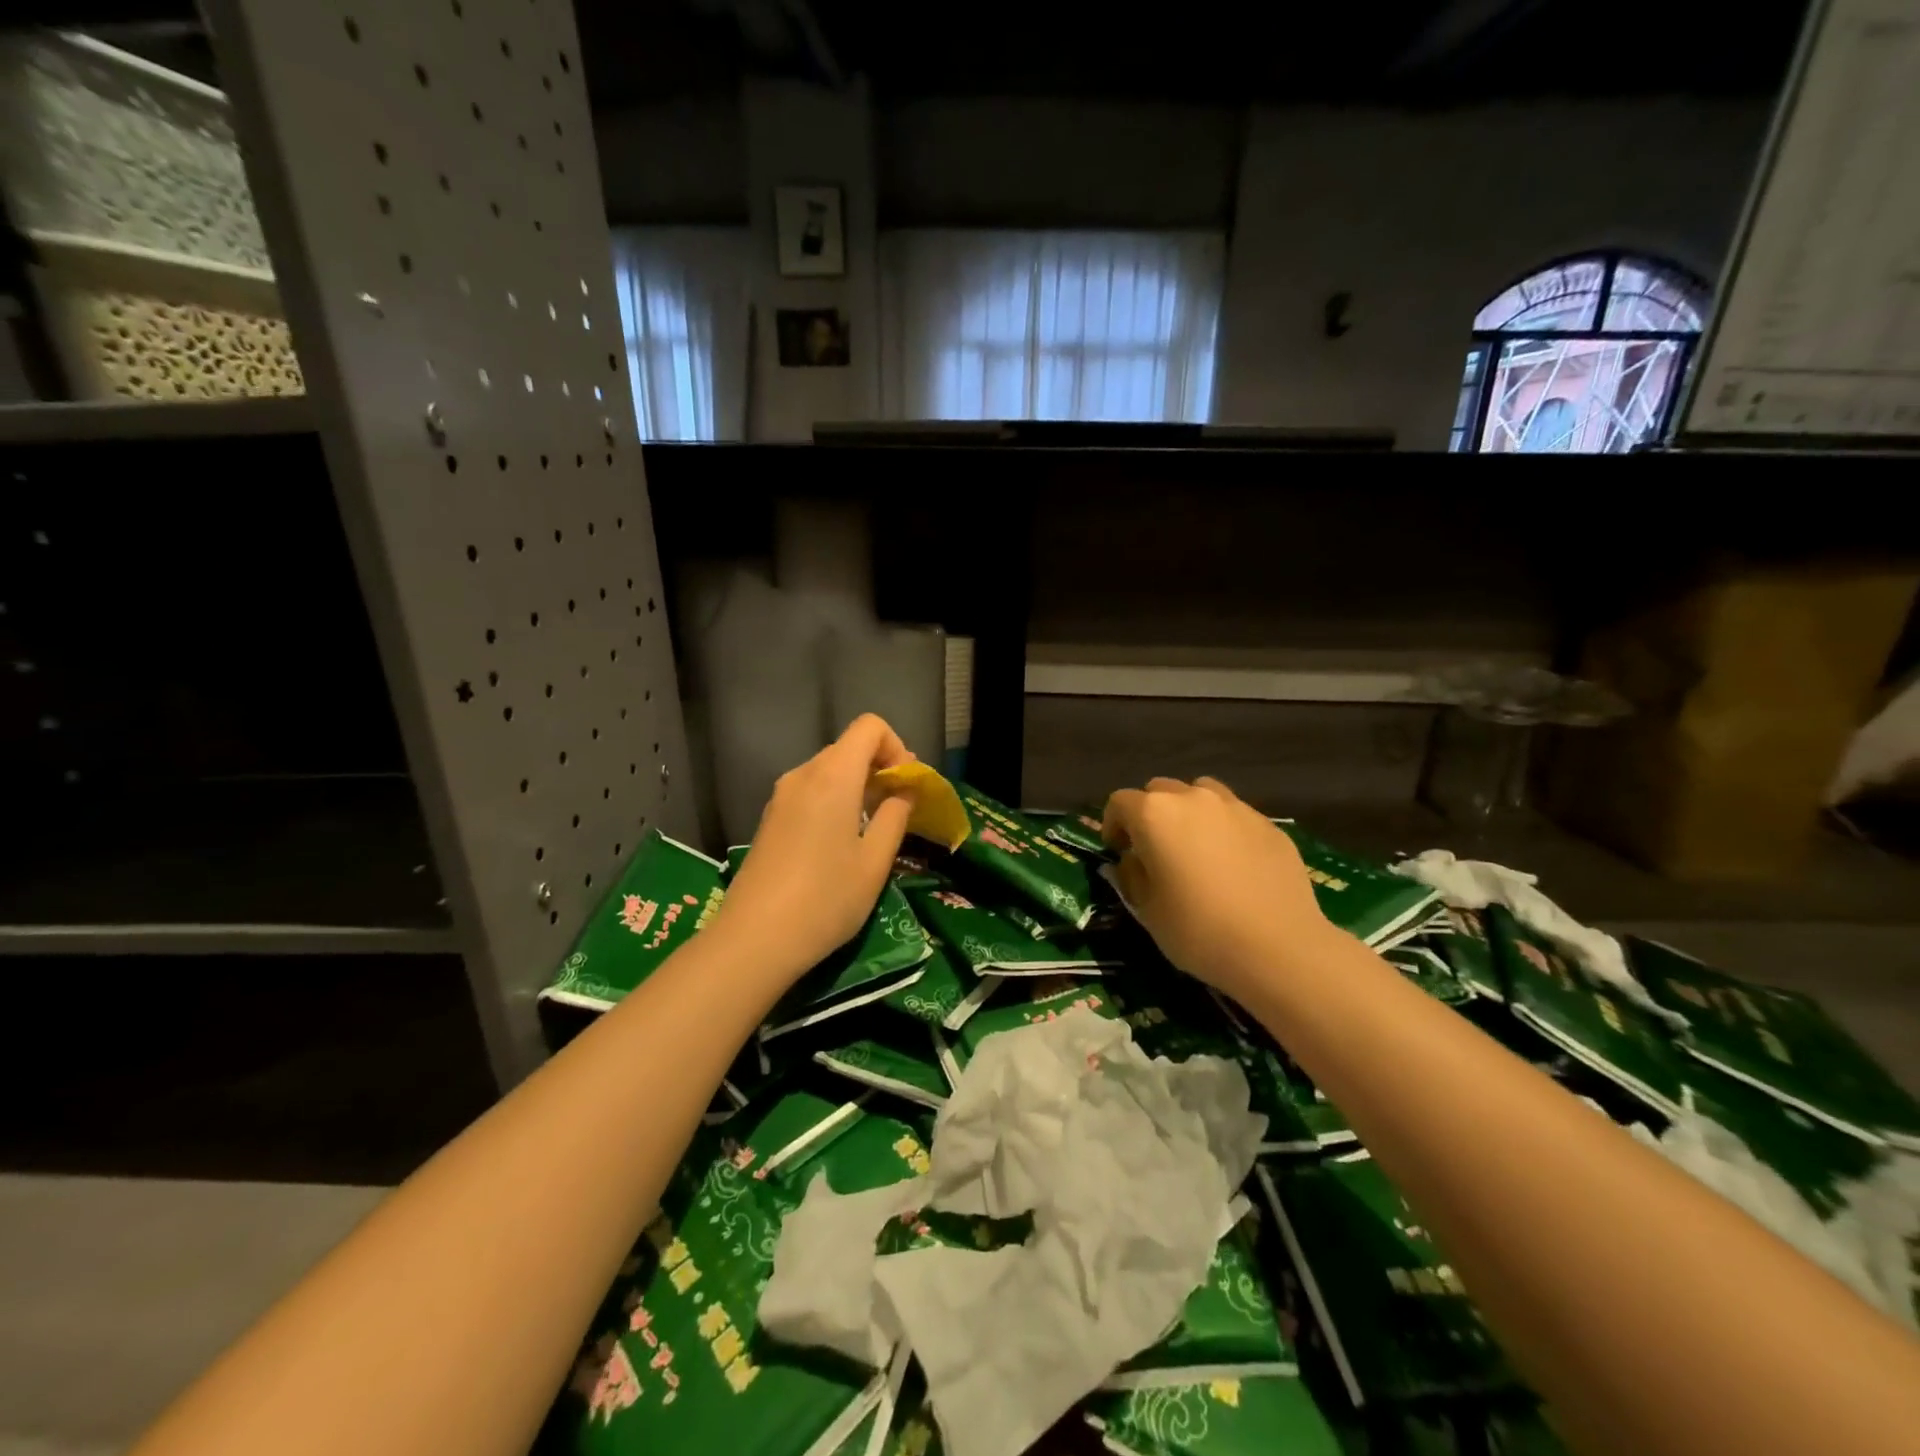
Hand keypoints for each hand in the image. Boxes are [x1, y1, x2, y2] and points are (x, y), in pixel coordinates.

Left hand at [709, 714, 915, 979]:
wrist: (753, 940)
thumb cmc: (826, 899)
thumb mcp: (875, 862)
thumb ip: (895, 817)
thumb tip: (905, 792)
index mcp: (833, 776)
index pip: (869, 726)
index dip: (896, 747)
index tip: (907, 786)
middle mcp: (803, 775)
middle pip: (849, 747)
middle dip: (880, 768)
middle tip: (899, 808)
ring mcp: (781, 796)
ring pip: (828, 770)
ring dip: (857, 786)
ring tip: (873, 828)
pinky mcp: (769, 819)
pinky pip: (810, 791)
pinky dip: (834, 801)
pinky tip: (840, 842)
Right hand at [1102, 777, 1335, 999]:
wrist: (1279, 948)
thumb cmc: (1199, 930)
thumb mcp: (1147, 910)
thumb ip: (1131, 876)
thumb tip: (1131, 860)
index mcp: (1154, 814)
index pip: (1120, 802)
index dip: (1113, 824)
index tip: (1118, 851)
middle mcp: (1193, 798)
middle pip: (1160, 790)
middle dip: (1150, 814)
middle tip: (1154, 850)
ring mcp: (1236, 807)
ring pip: (1201, 794)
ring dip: (1189, 813)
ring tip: (1195, 848)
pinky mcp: (1269, 824)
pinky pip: (1235, 815)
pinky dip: (1224, 830)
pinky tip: (1234, 865)